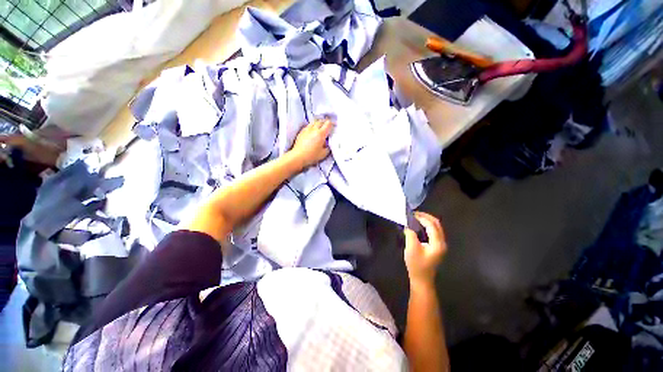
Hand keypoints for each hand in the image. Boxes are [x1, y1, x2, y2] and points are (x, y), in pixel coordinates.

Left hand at [290, 118, 332, 168]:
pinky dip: (312, 127)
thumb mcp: (324, 153)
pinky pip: (308, 126)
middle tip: (328, 126)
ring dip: (318, 123)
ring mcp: (306, 130)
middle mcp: (313, 129)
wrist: (298, 156)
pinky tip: (312, 132)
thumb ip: (328, 147)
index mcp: (321, 134)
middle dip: (325, 123)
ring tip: (320, 128)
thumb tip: (328, 144)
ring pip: (314, 122)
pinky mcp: (301, 132)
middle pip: (321, 121)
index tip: (333, 126)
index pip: (328, 124)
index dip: (332, 124)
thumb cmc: (311, 156)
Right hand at [404, 212, 446, 286]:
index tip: (411, 214)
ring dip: (426, 220)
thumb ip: (410, 234)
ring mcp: (440, 245)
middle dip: (426, 217)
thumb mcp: (411, 248)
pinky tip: (418, 225)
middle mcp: (442, 243)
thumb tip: (408, 224)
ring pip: (436, 227)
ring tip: (415, 217)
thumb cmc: (416, 265)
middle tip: (414, 213)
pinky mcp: (436, 246)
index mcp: (437, 244)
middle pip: (437, 224)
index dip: (422, 218)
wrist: (421, 279)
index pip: (432, 225)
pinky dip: (426, 226)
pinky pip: (433, 232)